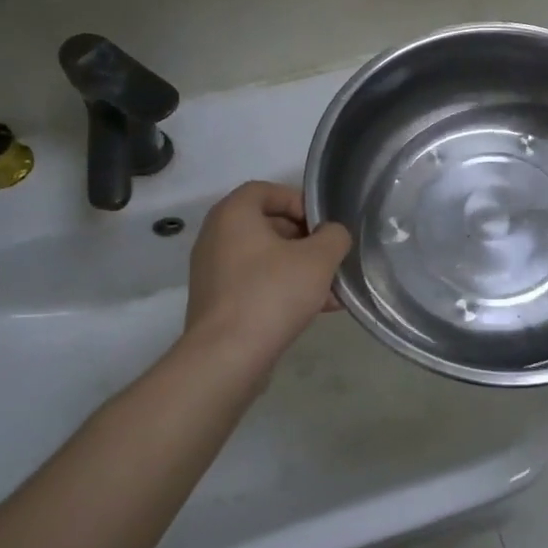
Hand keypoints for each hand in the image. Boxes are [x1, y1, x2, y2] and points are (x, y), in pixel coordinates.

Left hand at [184, 181, 351, 371]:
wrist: (227, 357)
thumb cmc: (272, 293)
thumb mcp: (319, 258)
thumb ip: (334, 236)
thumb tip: (332, 234)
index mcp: (233, 215)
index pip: (266, 190)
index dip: (299, 201)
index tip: (323, 225)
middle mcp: (216, 237)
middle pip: (268, 225)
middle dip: (305, 240)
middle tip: (330, 257)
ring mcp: (214, 272)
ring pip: (266, 259)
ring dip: (300, 268)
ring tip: (332, 290)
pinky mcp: (218, 303)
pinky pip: (256, 284)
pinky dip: (284, 289)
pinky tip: (316, 309)